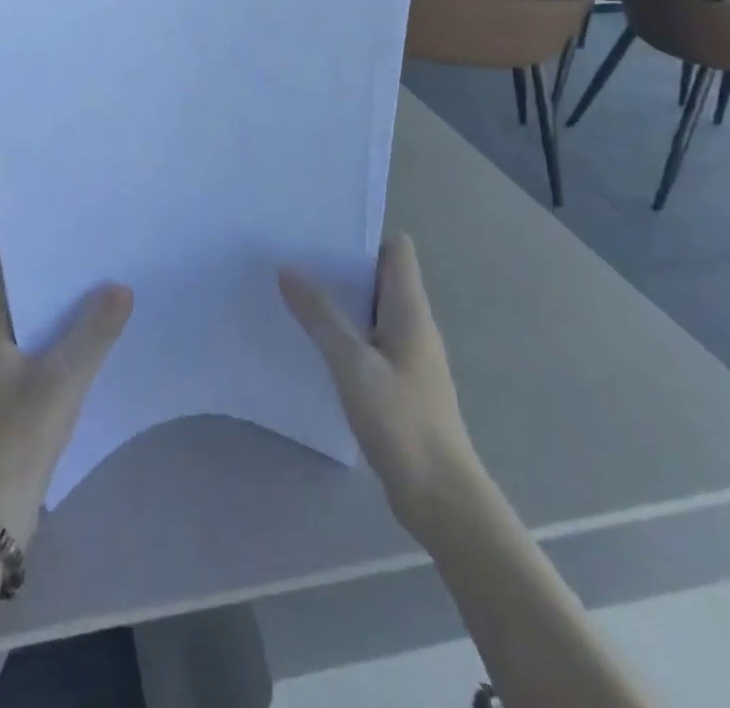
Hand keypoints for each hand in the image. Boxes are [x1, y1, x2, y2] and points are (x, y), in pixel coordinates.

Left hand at [0, 285, 132, 548]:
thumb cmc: (21, 435)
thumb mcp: (64, 379)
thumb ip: (94, 333)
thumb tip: (121, 287)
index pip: (15, 288)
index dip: (46, 270)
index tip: (81, 258)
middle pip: (28, 315)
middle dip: (62, 300)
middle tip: (103, 281)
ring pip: (35, 345)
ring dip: (64, 332)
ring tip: (105, 314)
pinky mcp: (8, 414)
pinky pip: (38, 372)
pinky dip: (60, 362)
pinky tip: (90, 362)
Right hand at [280, 233, 474, 531]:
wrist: (442, 499)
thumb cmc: (402, 421)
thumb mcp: (352, 364)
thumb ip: (321, 316)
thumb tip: (288, 269)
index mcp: (410, 309)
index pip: (397, 249)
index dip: (364, 233)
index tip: (322, 230)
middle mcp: (412, 324)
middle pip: (380, 275)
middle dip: (340, 264)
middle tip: (294, 257)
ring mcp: (407, 355)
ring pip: (371, 309)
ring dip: (339, 300)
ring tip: (294, 292)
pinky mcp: (398, 383)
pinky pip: (368, 340)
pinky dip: (343, 332)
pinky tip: (313, 343)